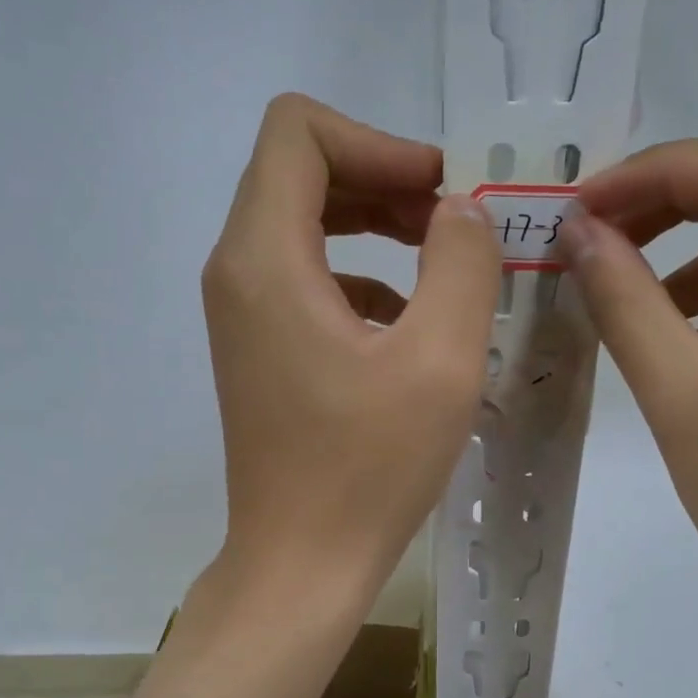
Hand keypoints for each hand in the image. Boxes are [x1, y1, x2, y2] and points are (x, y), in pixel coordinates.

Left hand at [202, 94, 499, 597]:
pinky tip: (408, 325)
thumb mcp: (440, 360)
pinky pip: (306, 279)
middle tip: (452, 224)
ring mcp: (242, 314)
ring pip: (304, 225)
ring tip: (442, 265)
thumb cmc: (369, 469)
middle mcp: (236, 272)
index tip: (440, 193)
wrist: (301, 564)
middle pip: (300, 173)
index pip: (298, 132)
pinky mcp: (259, 349)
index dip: (379, 142)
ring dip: (375, 226)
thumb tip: (461, 211)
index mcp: (265, 258)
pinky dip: (360, 276)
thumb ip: (461, 262)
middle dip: (383, 180)